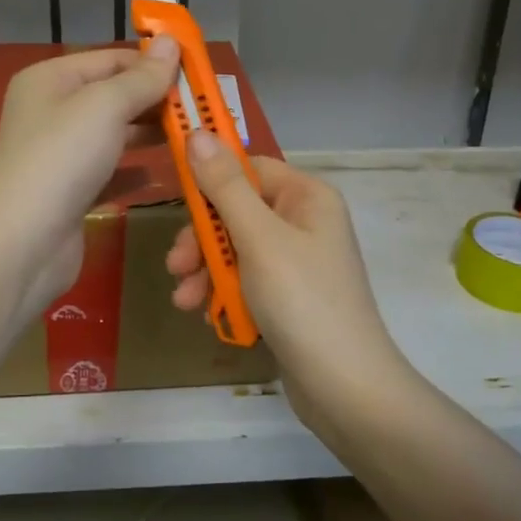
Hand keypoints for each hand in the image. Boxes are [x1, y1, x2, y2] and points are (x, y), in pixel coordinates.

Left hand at [0, 39, 180, 315]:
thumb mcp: (105, 106)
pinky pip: (109, 172)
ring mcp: (60, 155)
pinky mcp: (70, 193)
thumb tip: (171, 41)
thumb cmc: (62, 160)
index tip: (199, 74)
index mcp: (51, 80)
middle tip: (202, 110)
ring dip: (150, 135)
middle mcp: (52, 111)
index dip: (154, 64)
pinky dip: (134, 172)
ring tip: (194, 139)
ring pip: (114, 135)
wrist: (21, 244)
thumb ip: (142, 77)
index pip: (112, 59)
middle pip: (114, 96)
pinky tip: (163, 176)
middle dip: (156, 101)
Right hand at [165, 133, 401, 409]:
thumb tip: (198, 132)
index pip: (248, 168)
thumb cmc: (302, 301)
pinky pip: (246, 280)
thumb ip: (224, 187)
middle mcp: (304, 222)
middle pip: (236, 211)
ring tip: (185, 300)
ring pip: (235, 249)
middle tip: (176, 266)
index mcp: (306, 197)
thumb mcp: (258, 239)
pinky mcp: (289, 296)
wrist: (344, 387)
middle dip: (202, 240)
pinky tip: (208, 315)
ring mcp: (297, 261)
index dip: (210, 181)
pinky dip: (224, 293)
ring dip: (206, 272)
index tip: (175, 200)